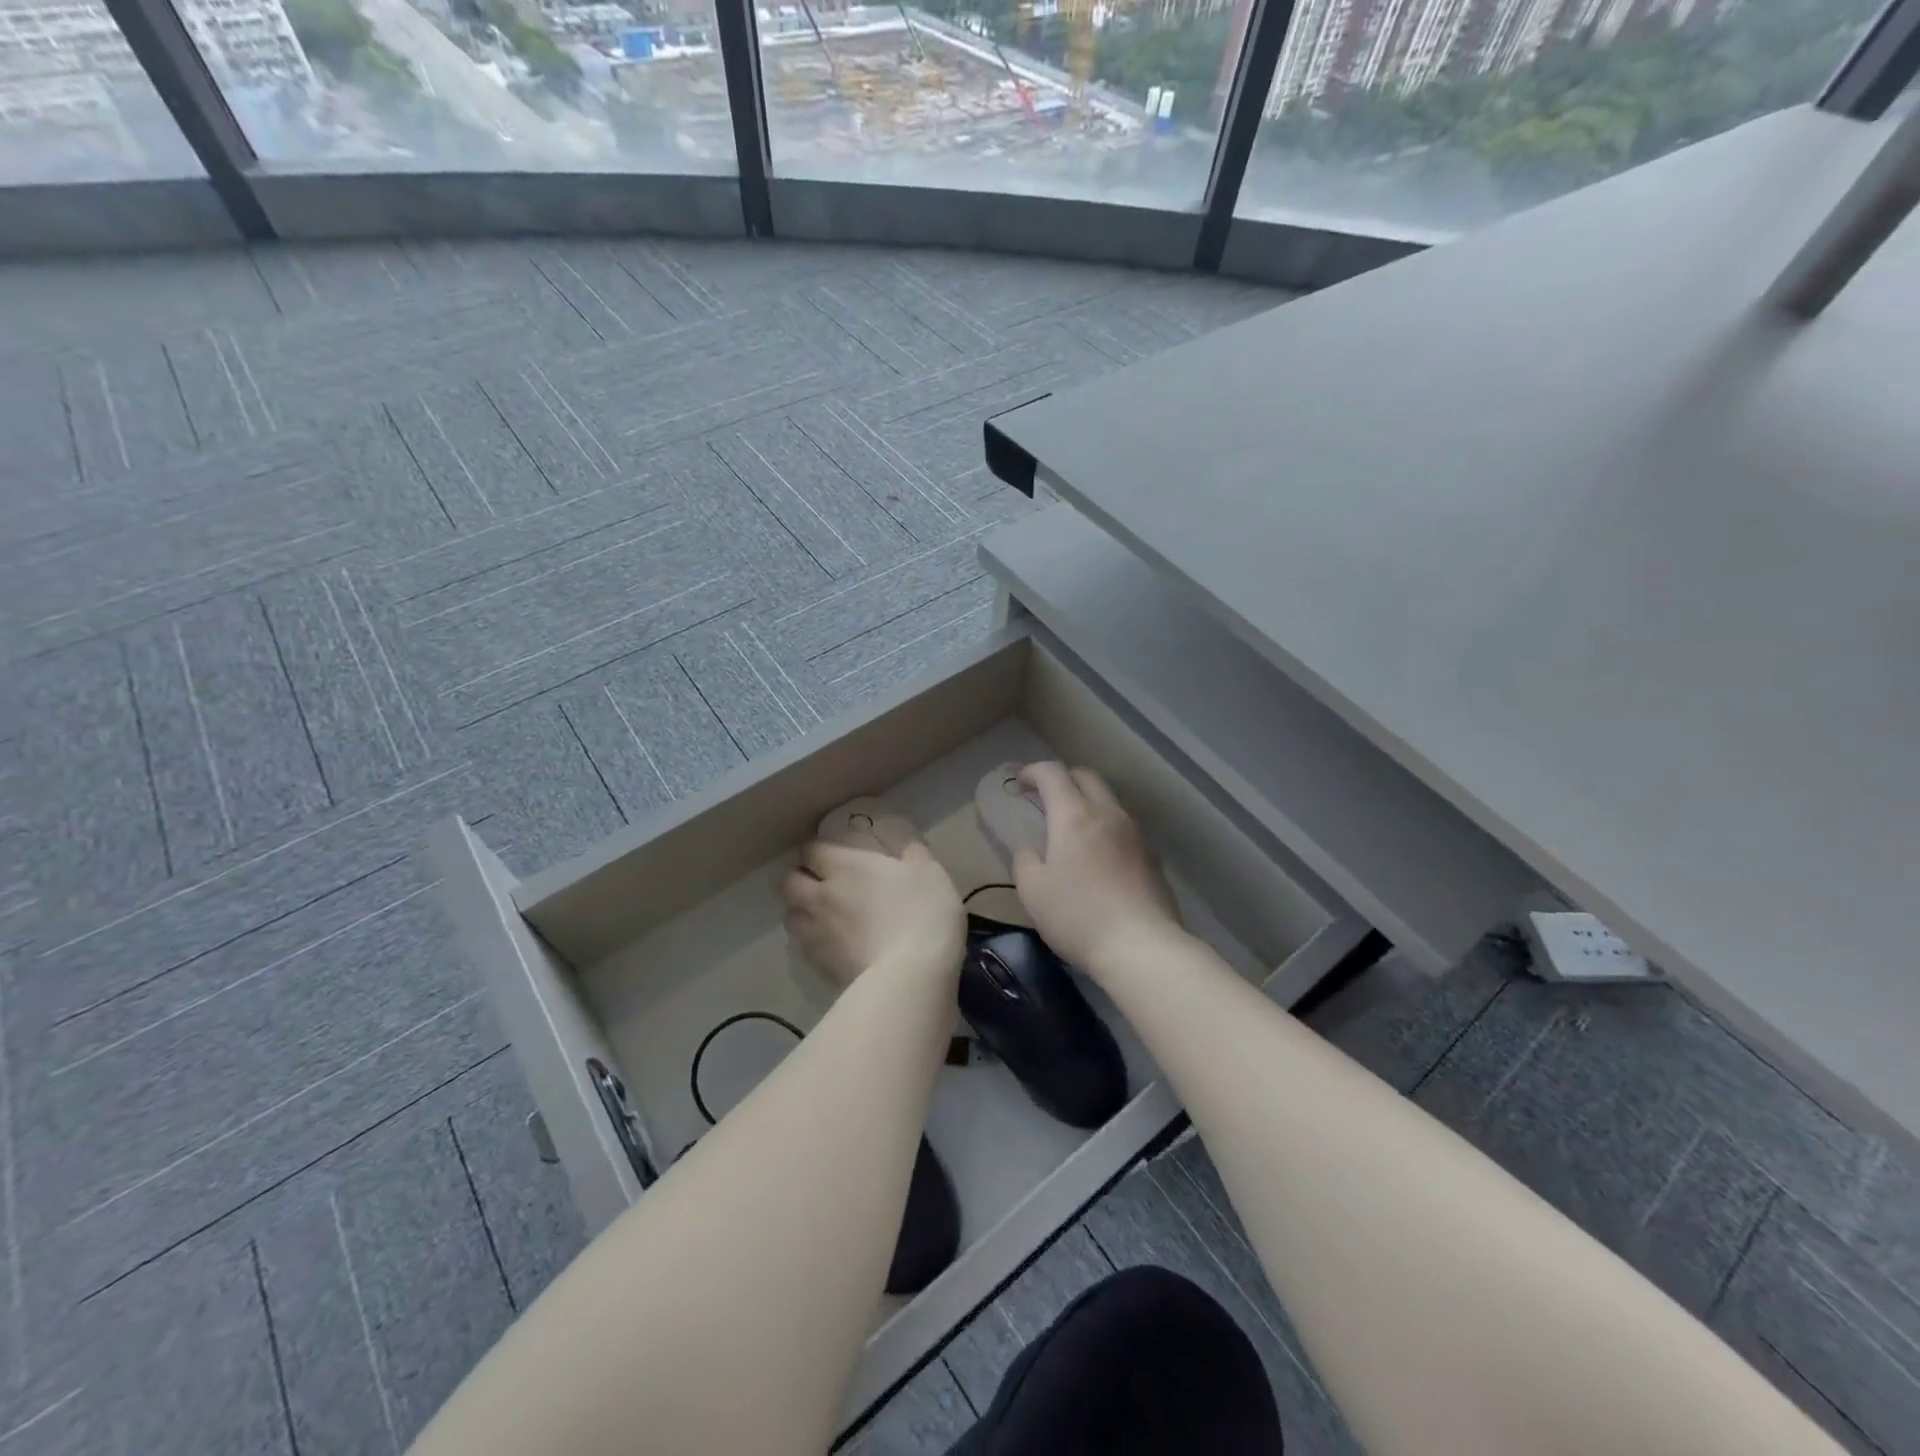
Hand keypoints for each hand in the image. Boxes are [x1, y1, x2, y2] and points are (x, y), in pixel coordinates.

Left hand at [780, 840, 964, 986]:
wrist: (910, 976)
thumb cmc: (923, 913)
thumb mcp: (930, 872)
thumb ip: (912, 851)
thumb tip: (904, 842)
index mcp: (844, 866)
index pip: (810, 849)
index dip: (819, 851)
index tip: (835, 855)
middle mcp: (821, 896)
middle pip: (788, 882)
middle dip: (800, 879)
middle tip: (822, 883)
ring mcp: (817, 933)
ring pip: (790, 916)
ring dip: (801, 911)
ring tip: (822, 916)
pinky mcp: (820, 966)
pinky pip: (804, 947)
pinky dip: (813, 942)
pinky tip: (834, 946)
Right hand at [1012, 763, 1183, 969]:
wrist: (1142, 947)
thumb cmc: (1078, 916)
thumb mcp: (1033, 892)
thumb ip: (1025, 862)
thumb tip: (1031, 850)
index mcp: (1074, 816)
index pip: (1053, 774)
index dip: (1033, 771)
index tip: (1020, 781)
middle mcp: (1108, 814)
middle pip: (1087, 777)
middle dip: (1063, 778)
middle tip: (1046, 796)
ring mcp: (1135, 833)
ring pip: (1109, 799)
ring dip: (1088, 801)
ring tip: (1073, 825)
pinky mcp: (1152, 855)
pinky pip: (1124, 826)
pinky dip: (1106, 825)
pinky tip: (1099, 853)